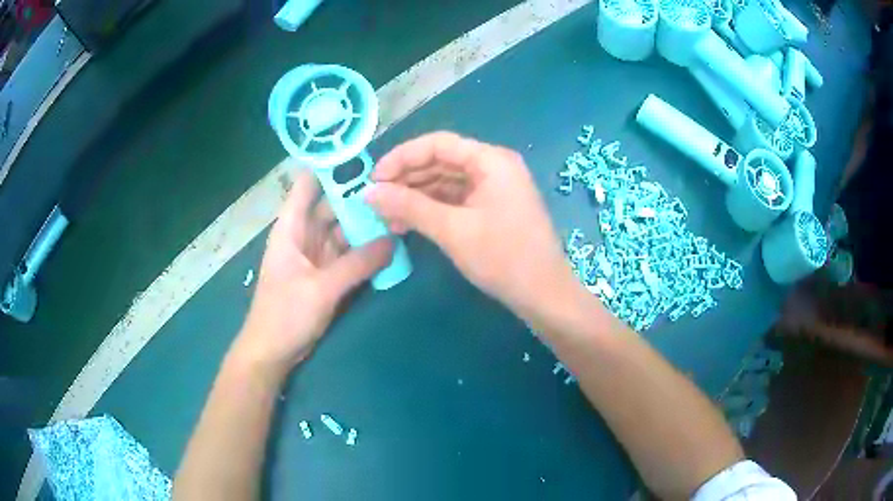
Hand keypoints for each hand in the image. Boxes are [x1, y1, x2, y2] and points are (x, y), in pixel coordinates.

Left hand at [235, 169, 393, 377]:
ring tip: (396, 209)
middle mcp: (303, 235)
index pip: (307, 185)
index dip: (329, 167)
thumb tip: (394, 240)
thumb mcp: (322, 288)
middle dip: (357, 196)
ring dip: (363, 223)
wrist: (272, 352)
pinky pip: (347, 253)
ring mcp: (315, 255)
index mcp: (291, 228)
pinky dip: (363, 248)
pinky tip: (386, 241)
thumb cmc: (285, 315)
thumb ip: (358, 264)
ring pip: (341, 229)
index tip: (361, 154)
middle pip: (330, 205)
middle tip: (393, 184)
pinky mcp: (324, 274)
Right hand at [365, 132, 577, 322]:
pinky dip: (432, 209)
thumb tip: (368, 193)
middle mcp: (494, 166)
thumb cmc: (503, 258)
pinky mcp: (493, 208)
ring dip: (416, 196)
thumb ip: (409, 206)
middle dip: (407, 179)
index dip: (402, 157)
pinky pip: (456, 199)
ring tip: (386, 217)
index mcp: (490, 160)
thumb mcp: (452, 230)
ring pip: (446, 182)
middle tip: (376, 200)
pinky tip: (408, 223)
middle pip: (441, 161)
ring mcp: (495, 188)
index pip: (438, 144)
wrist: (544, 295)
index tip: (373, 179)